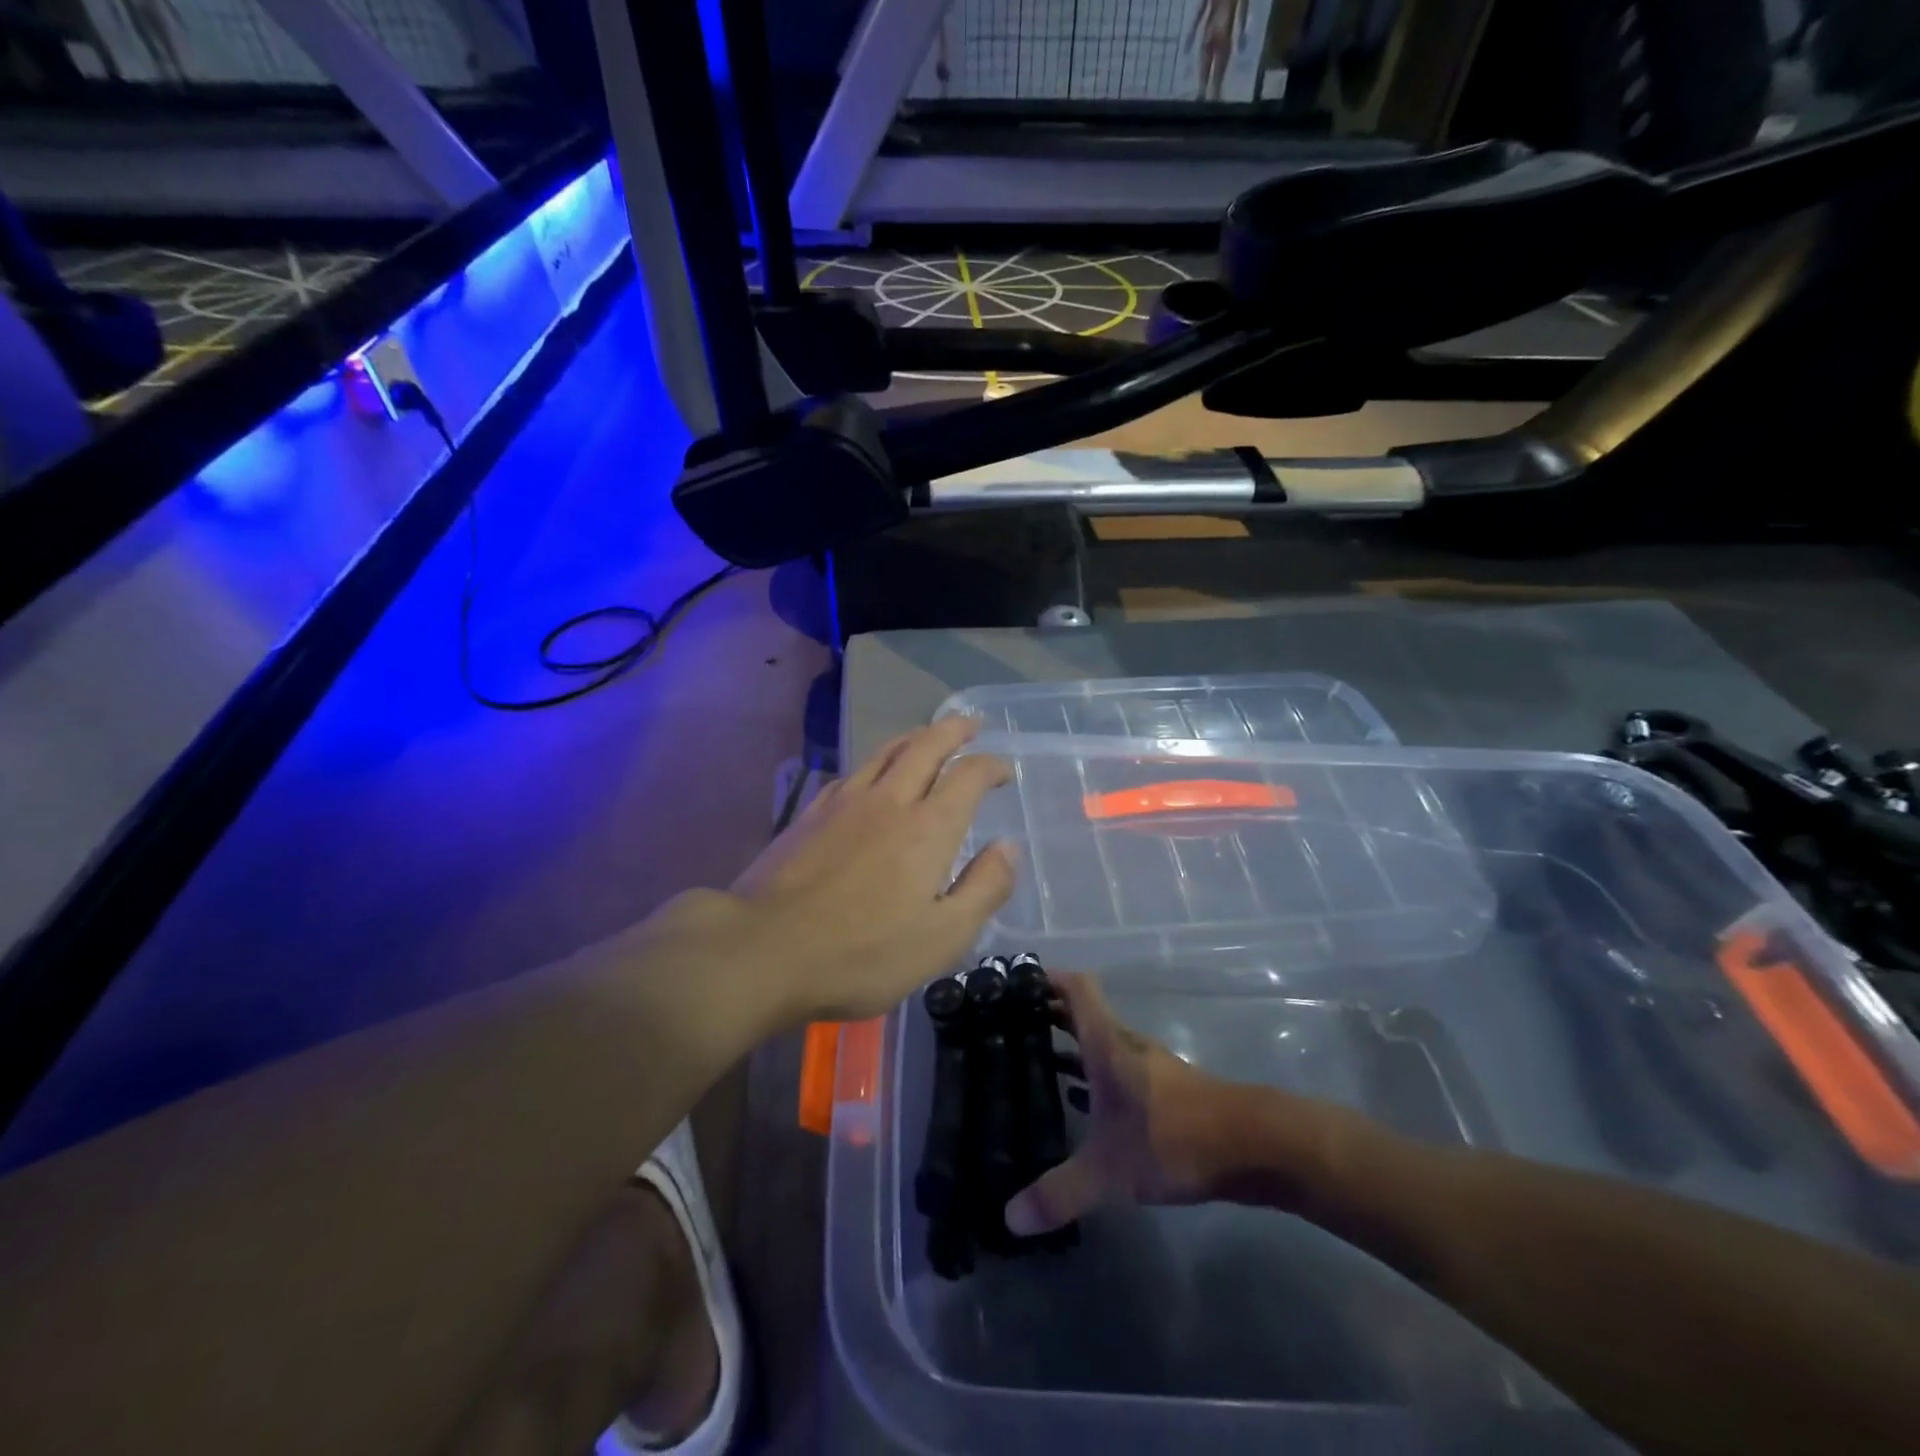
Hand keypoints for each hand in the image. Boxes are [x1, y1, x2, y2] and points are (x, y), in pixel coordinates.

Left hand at [643, 718, 1017, 1029]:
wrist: (763, 949)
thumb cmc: (862, 954)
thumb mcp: (942, 938)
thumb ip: (984, 888)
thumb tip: (1008, 847)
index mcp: (928, 828)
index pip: (968, 775)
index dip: (991, 765)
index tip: (1004, 769)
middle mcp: (889, 800)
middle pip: (926, 746)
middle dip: (953, 730)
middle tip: (971, 723)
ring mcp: (844, 802)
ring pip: (886, 751)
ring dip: (915, 736)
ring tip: (928, 735)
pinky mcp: (810, 814)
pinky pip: (853, 772)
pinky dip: (876, 762)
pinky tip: (872, 775)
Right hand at [1006, 973, 1363, 1236]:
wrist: (1256, 1146)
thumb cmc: (1175, 1138)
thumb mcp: (1110, 1171)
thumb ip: (1060, 1194)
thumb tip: (1010, 1218)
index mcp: (1107, 1044)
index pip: (1076, 989)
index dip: (1047, 976)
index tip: (1015, 979)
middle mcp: (1126, 1045)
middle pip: (1083, 1015)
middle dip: (1048, 1015)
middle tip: (1007, 1026)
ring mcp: (1149, 1068)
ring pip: (1100, 1046)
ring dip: (1070, 1048)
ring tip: (1032, 1065)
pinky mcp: (1166, 1093)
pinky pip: (1117, 1073)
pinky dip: (1093, 1079)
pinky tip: (1080, 1107)